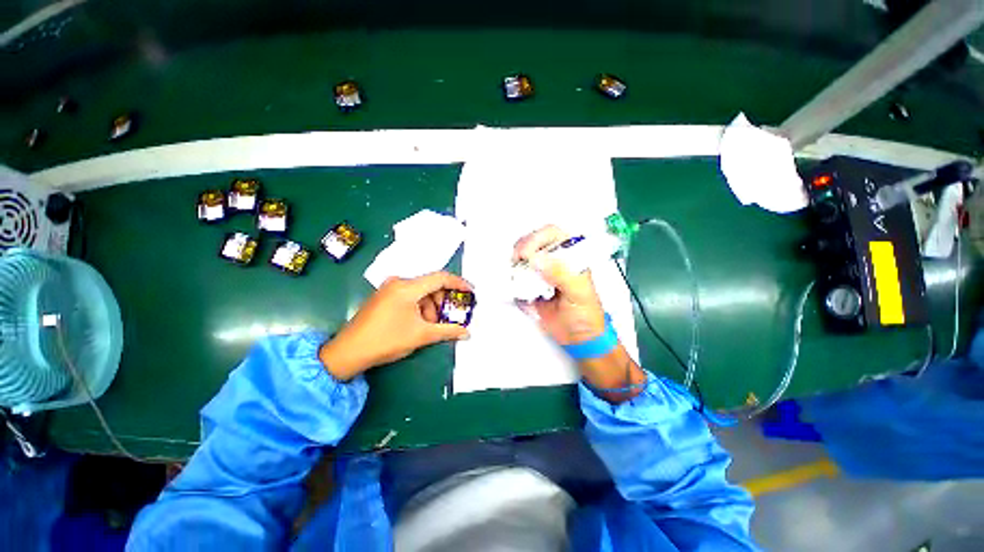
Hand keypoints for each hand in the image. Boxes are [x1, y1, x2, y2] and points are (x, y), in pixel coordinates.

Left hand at [319, 272, 471, 379]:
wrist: (348, 352)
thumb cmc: (386, 341)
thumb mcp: (421, 336)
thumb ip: (447, 331)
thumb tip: (467, 333)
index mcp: (407, 287)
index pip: (440, 278)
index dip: (459, 283)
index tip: (471, 292)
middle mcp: (398, 282)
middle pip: (430, 285)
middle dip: (443, 301)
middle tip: (450, 317)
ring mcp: (389, 288)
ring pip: (421, 292)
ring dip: (431, 307)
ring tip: (431, 326)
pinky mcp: (385, 296)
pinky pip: (410, 296)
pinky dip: (420, 307)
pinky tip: (419, 323)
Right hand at [514, 226, 645, 401]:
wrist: (577, 338)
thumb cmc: (586, 315)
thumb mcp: (579, 293)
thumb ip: (561, 274)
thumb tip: (537, 259)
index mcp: (571, 256)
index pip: (553, 234)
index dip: (537, 238)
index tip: (527, 254)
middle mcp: (553, 260)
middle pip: (532, 241)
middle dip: (521, 249)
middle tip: (516, 262)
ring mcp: (539, 272)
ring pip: (521, 257)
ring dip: (514, 263)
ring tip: (514, 275)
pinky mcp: (529, 285)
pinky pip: (515, 276)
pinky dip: (510, 278)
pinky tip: (513, 284)